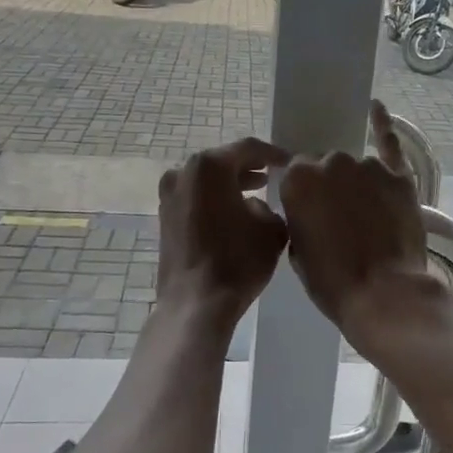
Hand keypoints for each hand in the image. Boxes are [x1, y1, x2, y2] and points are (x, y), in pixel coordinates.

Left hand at [157, 138, 290, 328]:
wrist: (196, 304)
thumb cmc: (238, 261)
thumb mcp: (272, 228)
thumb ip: (269, 206)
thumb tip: (256, 205)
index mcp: (210, 166)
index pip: (248, 148)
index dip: (272, 154)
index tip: (289, 163)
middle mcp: (183, 172)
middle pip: (222, 161)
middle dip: (248, 168)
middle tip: (272, 176)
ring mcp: (169, 195)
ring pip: (206, 180)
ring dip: (230, 185)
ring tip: (256, 195)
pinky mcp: (164, 218)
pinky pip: (195, 198)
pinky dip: (214, 200)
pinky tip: (233, 215)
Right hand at [279, 100, 431, 337]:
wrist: (383, 293)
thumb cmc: (332, 281)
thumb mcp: (298, 250)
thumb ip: (300, 216)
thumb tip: (311, 207)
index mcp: (298, 179)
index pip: (297, 175)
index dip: (305, 194)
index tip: (311, 211)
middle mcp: (331, 162)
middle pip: (327, 167)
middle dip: (331, 187)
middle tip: (339, 218)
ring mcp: (368, 166)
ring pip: (357, 167)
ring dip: (357, 182)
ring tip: (367, 215)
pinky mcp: (399, 177)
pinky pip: (390, 143)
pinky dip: (383, 125)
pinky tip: (377, 109)